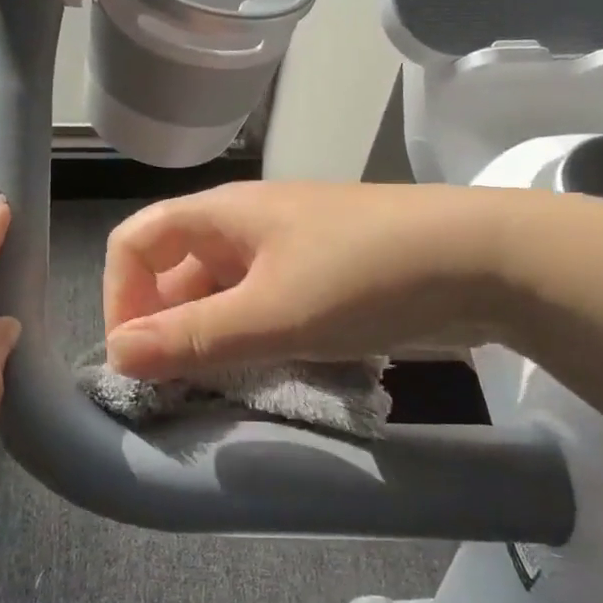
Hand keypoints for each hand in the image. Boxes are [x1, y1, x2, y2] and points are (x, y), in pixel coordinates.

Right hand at [103, 181, 523, 378]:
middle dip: (164, 326)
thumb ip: (191, 337)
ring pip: (218, 293)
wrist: (487, 259)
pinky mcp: (319, 277)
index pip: (136, 242)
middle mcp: (244, 226)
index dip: (121, 296)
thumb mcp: (271, 313)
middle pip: (174, 270)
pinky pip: (259, 306)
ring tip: (215, 388)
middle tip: (174, 387)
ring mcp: (285, 250)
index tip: (135, 357)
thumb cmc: (366, 275)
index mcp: (221, 215)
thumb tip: (115, 356)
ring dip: (206, 338)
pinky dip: (246, 339)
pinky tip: (261, 373)